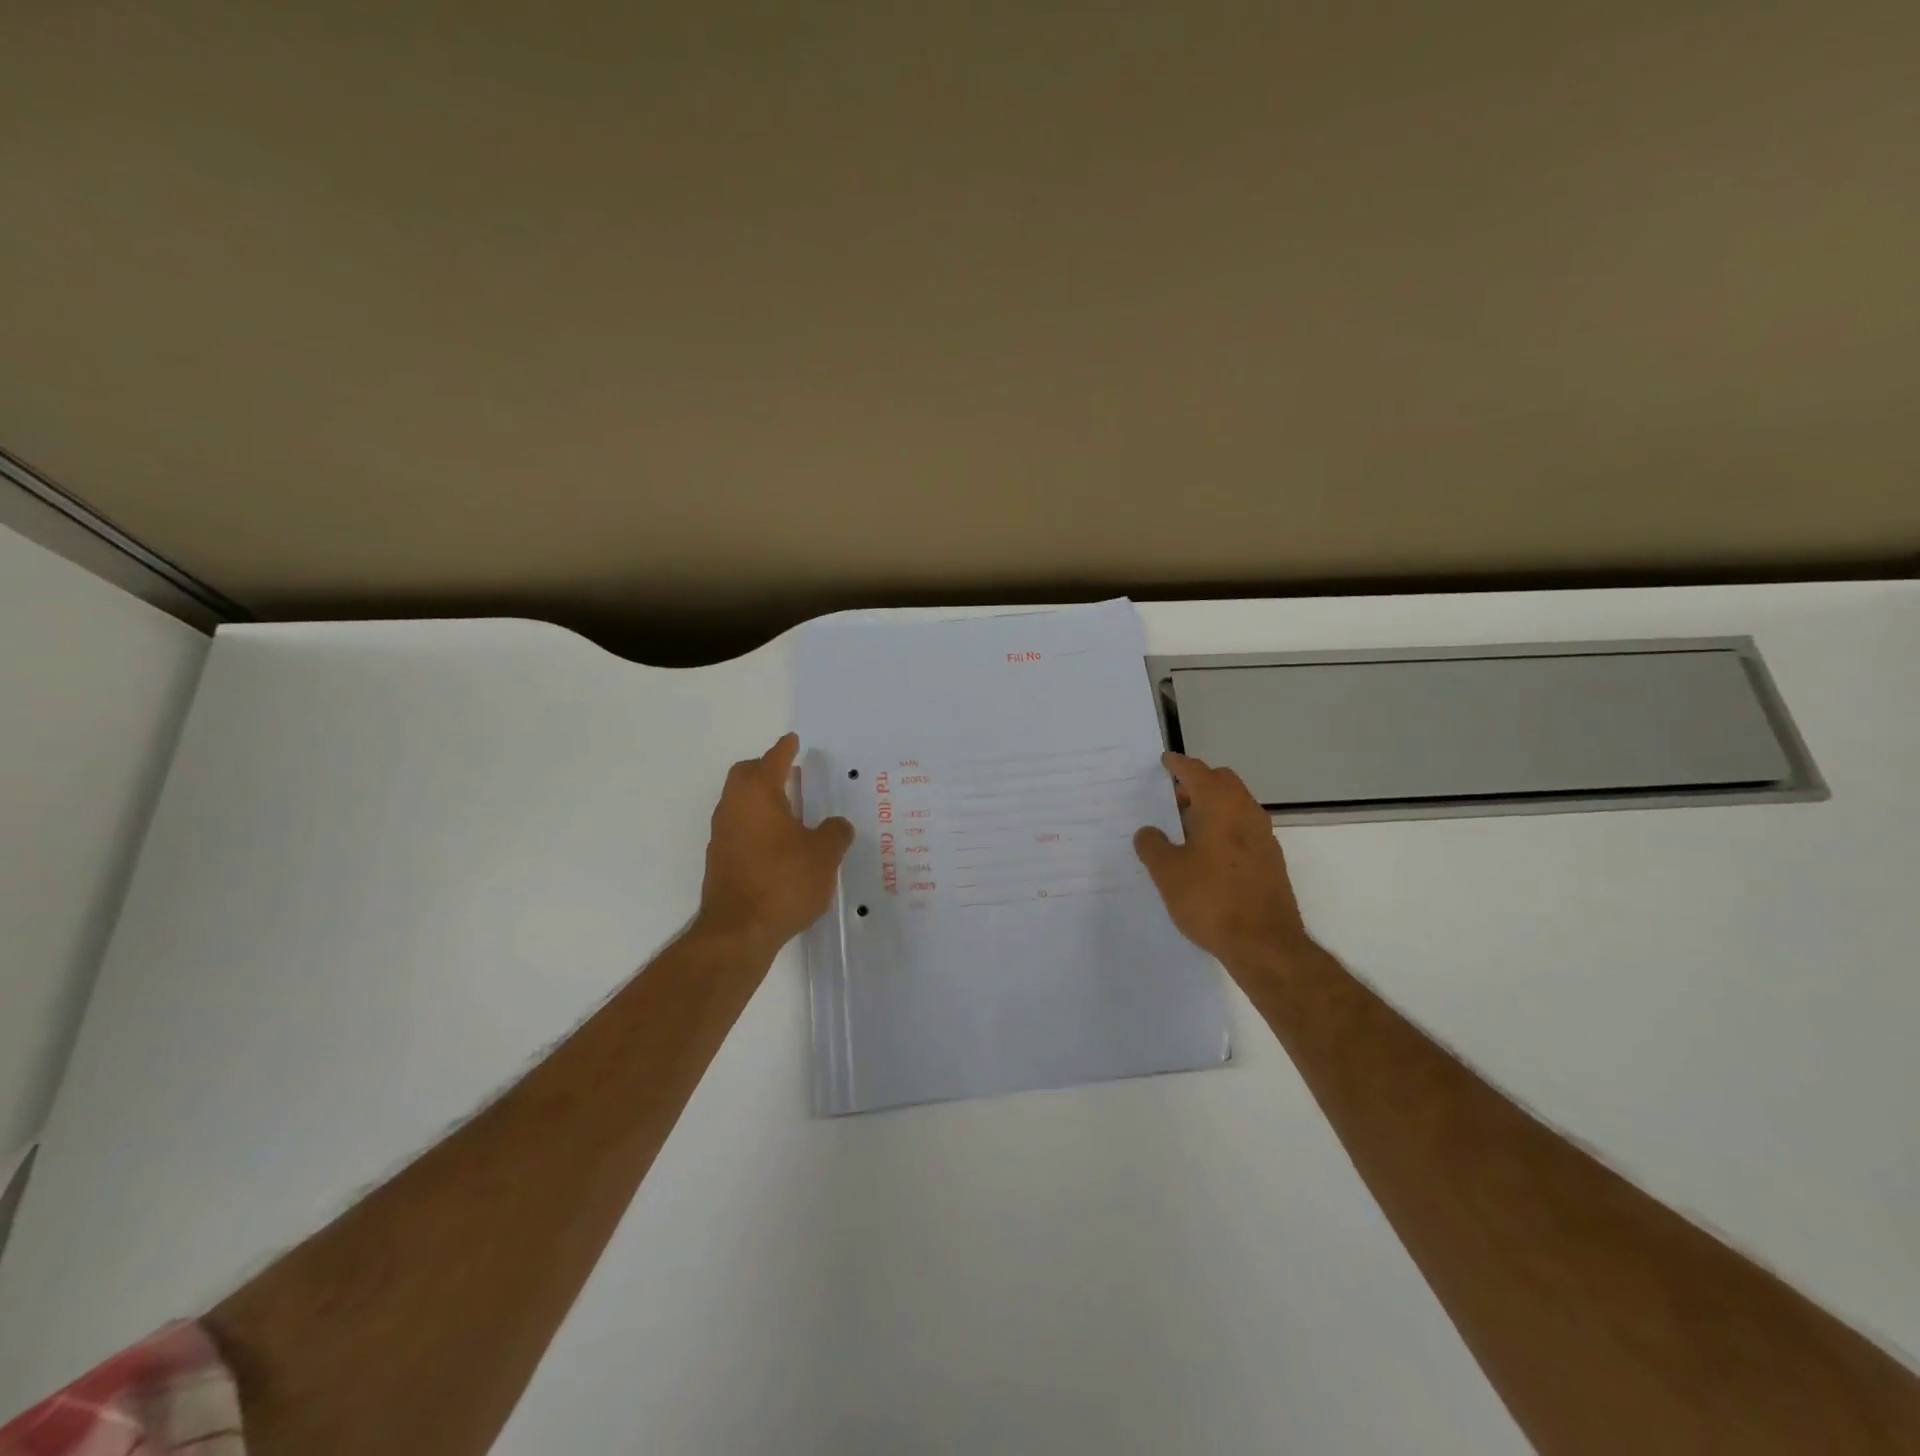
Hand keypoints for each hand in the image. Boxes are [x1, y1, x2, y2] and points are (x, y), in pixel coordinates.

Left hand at [697, 733, 854, 951]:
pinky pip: (739, 828)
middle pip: (745, 775)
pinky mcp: (720, 861)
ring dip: (761, 799)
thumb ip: (835, 833)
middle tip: (790, 772)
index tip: (793, 739)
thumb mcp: (824, 855)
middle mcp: (733, 808)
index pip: (773, 760)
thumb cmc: (784, 881)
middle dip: (766, 768)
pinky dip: (757, 824)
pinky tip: (778, 843)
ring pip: (739, 802)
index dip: (785, 749)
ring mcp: (722, 835)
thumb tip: (836, 826)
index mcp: (758, 794)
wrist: (738, 931)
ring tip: (790, 809)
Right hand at [1134, 751, 1311, 966]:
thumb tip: (1148, 833)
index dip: (1178, 765)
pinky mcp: (1270, 860)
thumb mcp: (1167, 873)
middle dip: (1198, 782)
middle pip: (1222, 782)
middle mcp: (1246, 812)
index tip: (1165, 761)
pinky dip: (1225, 826)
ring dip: (1213, 805)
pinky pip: (1244, 828)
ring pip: (1236, 805)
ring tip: (1185, 826)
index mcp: (1219, 806)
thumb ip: (1153, 846)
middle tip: (1172, 797)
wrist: (1264, 943)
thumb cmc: (1210, 899)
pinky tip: (1207, 852)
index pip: (1197, 772)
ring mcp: (1263, 836)